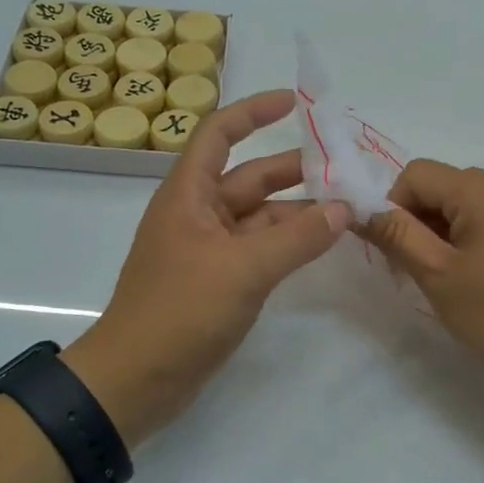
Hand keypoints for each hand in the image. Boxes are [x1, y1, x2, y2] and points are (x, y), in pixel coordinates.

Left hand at [63, 90, 350, 445]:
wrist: (136, 380)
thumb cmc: (180, 311)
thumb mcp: (243, 269)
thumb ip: (297, 238)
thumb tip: (343, 210)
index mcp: (189, 195)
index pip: (220, 134)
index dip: (254, 112)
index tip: (296, 102)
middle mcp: (198, 214)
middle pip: (250, 177)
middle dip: (294, 169)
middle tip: (345, 166)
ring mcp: (209, 250)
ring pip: (261, 217)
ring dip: (299, 211)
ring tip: (347, 208)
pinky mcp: (219, 282)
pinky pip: (260, 250)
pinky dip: (290, 244)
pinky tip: (322, 244)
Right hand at [363, 160, 483, 400]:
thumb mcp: (436, 275)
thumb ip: (396, 234)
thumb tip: (362, 209)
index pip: (417, 173)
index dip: (394, 206)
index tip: (395, 251)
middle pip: (444, 185)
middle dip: (419, 219)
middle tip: (418, 269)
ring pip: (467, 201)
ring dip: (445, 229)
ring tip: (451, 276)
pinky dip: (473, 234)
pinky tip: (480, 274)